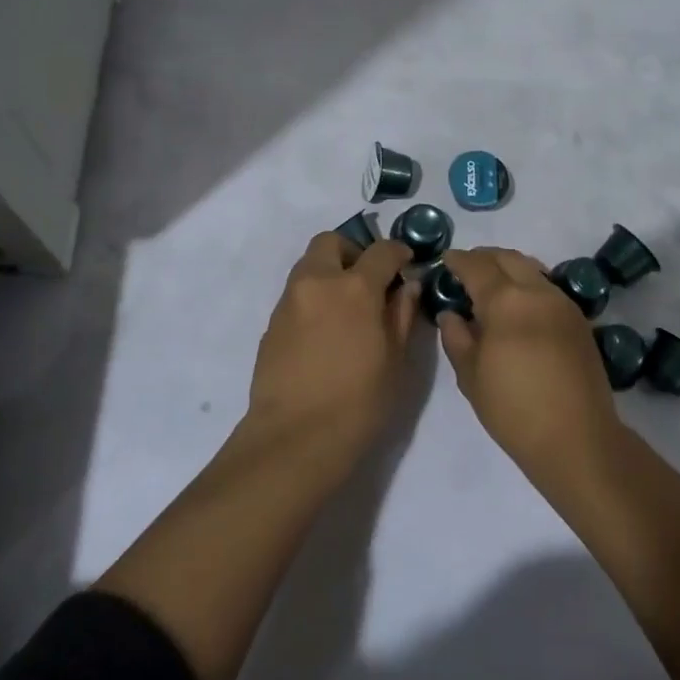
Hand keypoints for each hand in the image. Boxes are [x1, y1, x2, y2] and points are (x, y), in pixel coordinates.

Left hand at [246, 231, 416, 461]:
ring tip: (347, 307)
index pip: (381, 251)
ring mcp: (289, 300)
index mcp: (355, 288)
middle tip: (368, 280)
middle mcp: (317, 282)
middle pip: (331, 242)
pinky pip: (296, 292)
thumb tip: (407, 286)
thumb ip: (402, 314)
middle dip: (353, 251)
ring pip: (309, 264)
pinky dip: (314, 296)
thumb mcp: (395, 360)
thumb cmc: (358, 402)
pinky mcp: (272, 322)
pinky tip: (325, 330)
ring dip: (330, 271)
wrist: (295, 437)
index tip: (406, 263)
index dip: (398, 252)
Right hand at [438, 247, 620, 473]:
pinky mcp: (579, 320)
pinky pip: (547, 288)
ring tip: (492, 284)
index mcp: (506, 300)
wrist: (577, 438)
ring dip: (509, 268)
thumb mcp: (471, 376)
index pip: (477, 266)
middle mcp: (537, 291)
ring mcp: (563, 303)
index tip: (446, 259)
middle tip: (467, 267)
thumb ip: (456, 337)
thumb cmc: (514, 409)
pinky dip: (528, 285)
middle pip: (508, 258)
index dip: (458, 260)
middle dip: (485, 257)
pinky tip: (519, 305)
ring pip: (532, 269)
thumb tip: (451, 314)